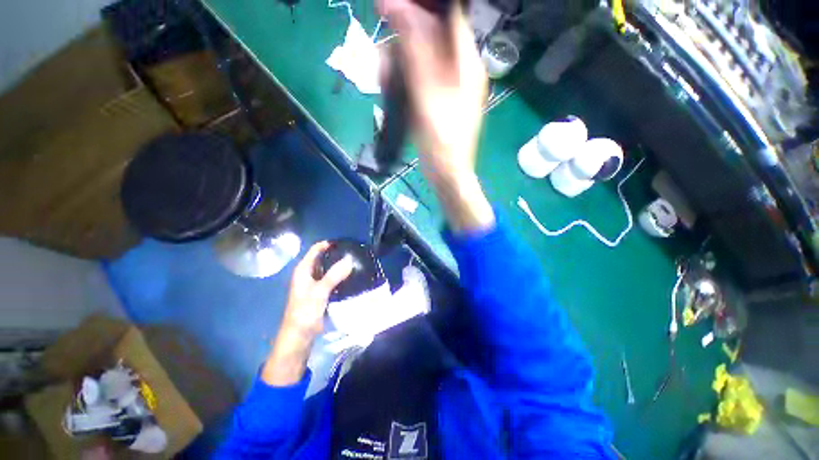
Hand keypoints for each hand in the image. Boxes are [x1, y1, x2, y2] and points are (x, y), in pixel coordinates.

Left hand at [262, 242, 352, 385]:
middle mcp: (308, 274)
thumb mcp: (319, 292)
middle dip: (337, 255)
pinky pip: (332, 280)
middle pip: (323, 259)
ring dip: (339, 266)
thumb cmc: (304, 312)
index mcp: (303, 270)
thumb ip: (334, 275)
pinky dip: (340, 277)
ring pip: (328, 270)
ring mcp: (314, 284)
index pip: (316, 250)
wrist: (298, 337)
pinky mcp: (320, 294)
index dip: (329, 244)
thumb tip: (350, 259)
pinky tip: (351, 277)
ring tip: (356, 262)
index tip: (346, 242)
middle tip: (354, 252)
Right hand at [380, 0, 494, 232]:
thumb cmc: (441, 141)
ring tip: (383, 74)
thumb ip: (415, 53)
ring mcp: (449, 87)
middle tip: (382, 46)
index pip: (449, 18)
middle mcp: (460, 70)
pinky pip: (419, 79)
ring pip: (422, 59)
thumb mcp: (427, 95)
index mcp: (466, 64)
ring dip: (400, 61)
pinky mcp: (437, 101)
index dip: (421, 8)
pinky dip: (404, 80)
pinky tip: (390, 86)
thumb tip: (399, 8)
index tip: (393, 7)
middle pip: (433, 37)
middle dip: (404, 37)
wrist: (446, 174)